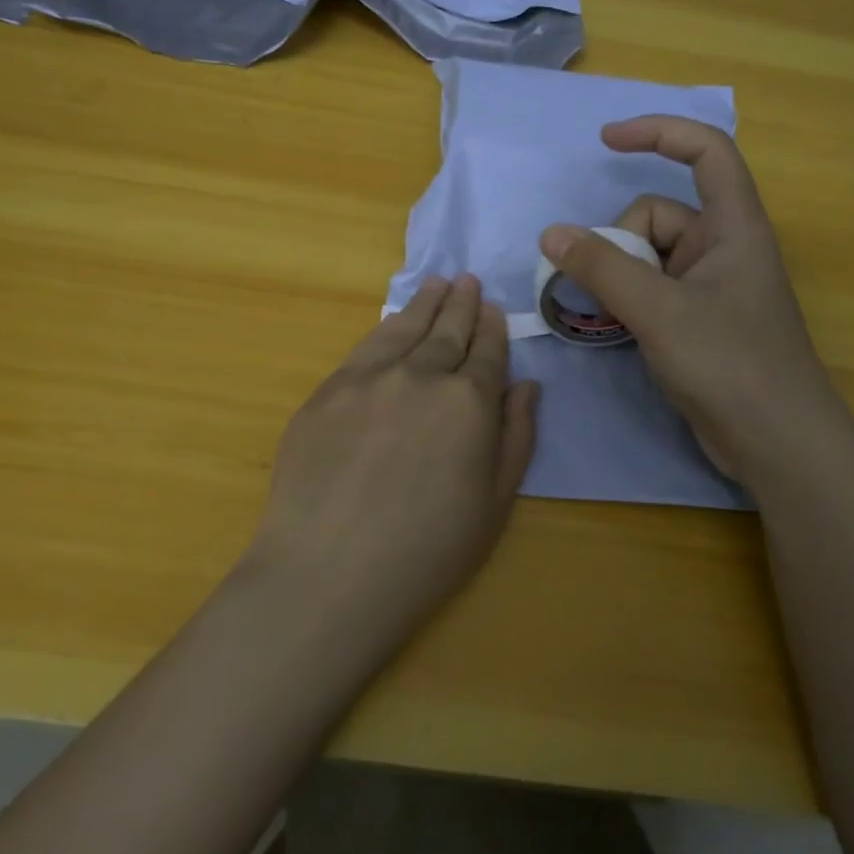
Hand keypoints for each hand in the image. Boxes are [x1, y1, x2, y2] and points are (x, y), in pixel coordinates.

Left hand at [242, 275, 539, 650]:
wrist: (330, 573)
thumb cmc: (427, 551)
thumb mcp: (495, 503)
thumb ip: (516, 437)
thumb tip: (526, 385)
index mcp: (469, 403)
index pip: (486, 352)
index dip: (492, 328)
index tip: (493, 308)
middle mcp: (421, 376)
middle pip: (447, 330)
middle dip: (461, 303)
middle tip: (468, 280)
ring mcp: (368, 379)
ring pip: (404, 328)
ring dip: (425, 304)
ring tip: (436, 284)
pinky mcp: (327, 392)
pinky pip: (364, 348)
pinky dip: (385, 328)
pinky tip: (392, 323)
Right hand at [539, 116, 829, 482]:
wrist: (777, 443)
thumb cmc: (730, 364)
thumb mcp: (659, 311)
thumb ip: (603, 269)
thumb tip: (552, 234)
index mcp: (733, 226)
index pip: (706, 151)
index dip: (659, 132)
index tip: (607, 140)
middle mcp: (722, 249)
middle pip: (657, 216)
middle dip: (619, 245)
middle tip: (605, 291)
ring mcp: (709, 288)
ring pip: (647, 259)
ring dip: (616, 279)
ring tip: (606, 317)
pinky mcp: (697, 322)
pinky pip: (651, 292)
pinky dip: (626, 303)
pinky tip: (614, 330)